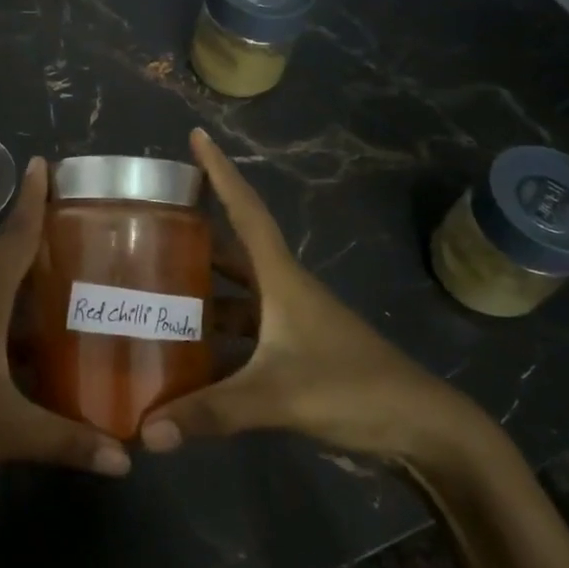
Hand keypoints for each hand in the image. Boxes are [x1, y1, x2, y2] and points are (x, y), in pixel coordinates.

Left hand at [0, 156, 130, 496]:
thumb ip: (63, 440)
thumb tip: (126, 459)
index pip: (14, 236)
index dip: (33, 199)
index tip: (45, 162)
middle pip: (7, 260)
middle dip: (45, 247)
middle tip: (93, 241)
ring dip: (29, 293)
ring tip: (76, 294)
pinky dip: (11, 326)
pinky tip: (36, 352)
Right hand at [141, 129, 489, 466]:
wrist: (424, 429)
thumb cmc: (354, 389)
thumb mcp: (279, 397)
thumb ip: (211, 412)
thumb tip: (144, 432)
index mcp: (282, 279)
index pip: (246, 211)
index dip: (221, 171)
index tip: (197, 135)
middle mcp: (284, 290)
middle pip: (234, 250)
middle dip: (197, 234)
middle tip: (150, 225)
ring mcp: (292, 322)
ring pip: (237, 295)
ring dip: (202, 291)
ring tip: (154, 291)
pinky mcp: (296, 352)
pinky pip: (244, 333)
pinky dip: (216, 338)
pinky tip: (186, 355)